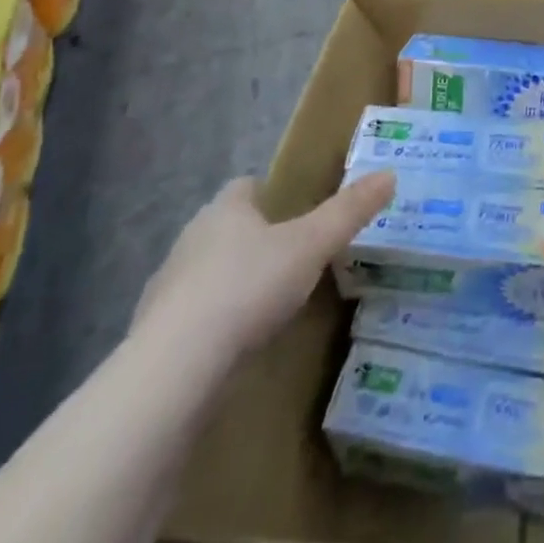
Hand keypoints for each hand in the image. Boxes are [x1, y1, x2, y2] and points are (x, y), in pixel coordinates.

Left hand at [131, 171, 395, 362]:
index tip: (295, 213)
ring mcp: (166, 289)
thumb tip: (390, 175)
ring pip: (206, 273)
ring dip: (231, 284)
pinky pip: (191, 319)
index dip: (270, 195)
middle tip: (291, 259)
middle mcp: (190, 239)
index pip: (246, 187)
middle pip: (225, 229)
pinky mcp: (153, 337)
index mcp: (225, 210)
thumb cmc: (248, 287)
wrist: (175, 368)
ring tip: (267, 307)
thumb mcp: (312, 245)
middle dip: (253, 240)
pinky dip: (212, 326)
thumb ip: (349, 212)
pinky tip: (234, 347)